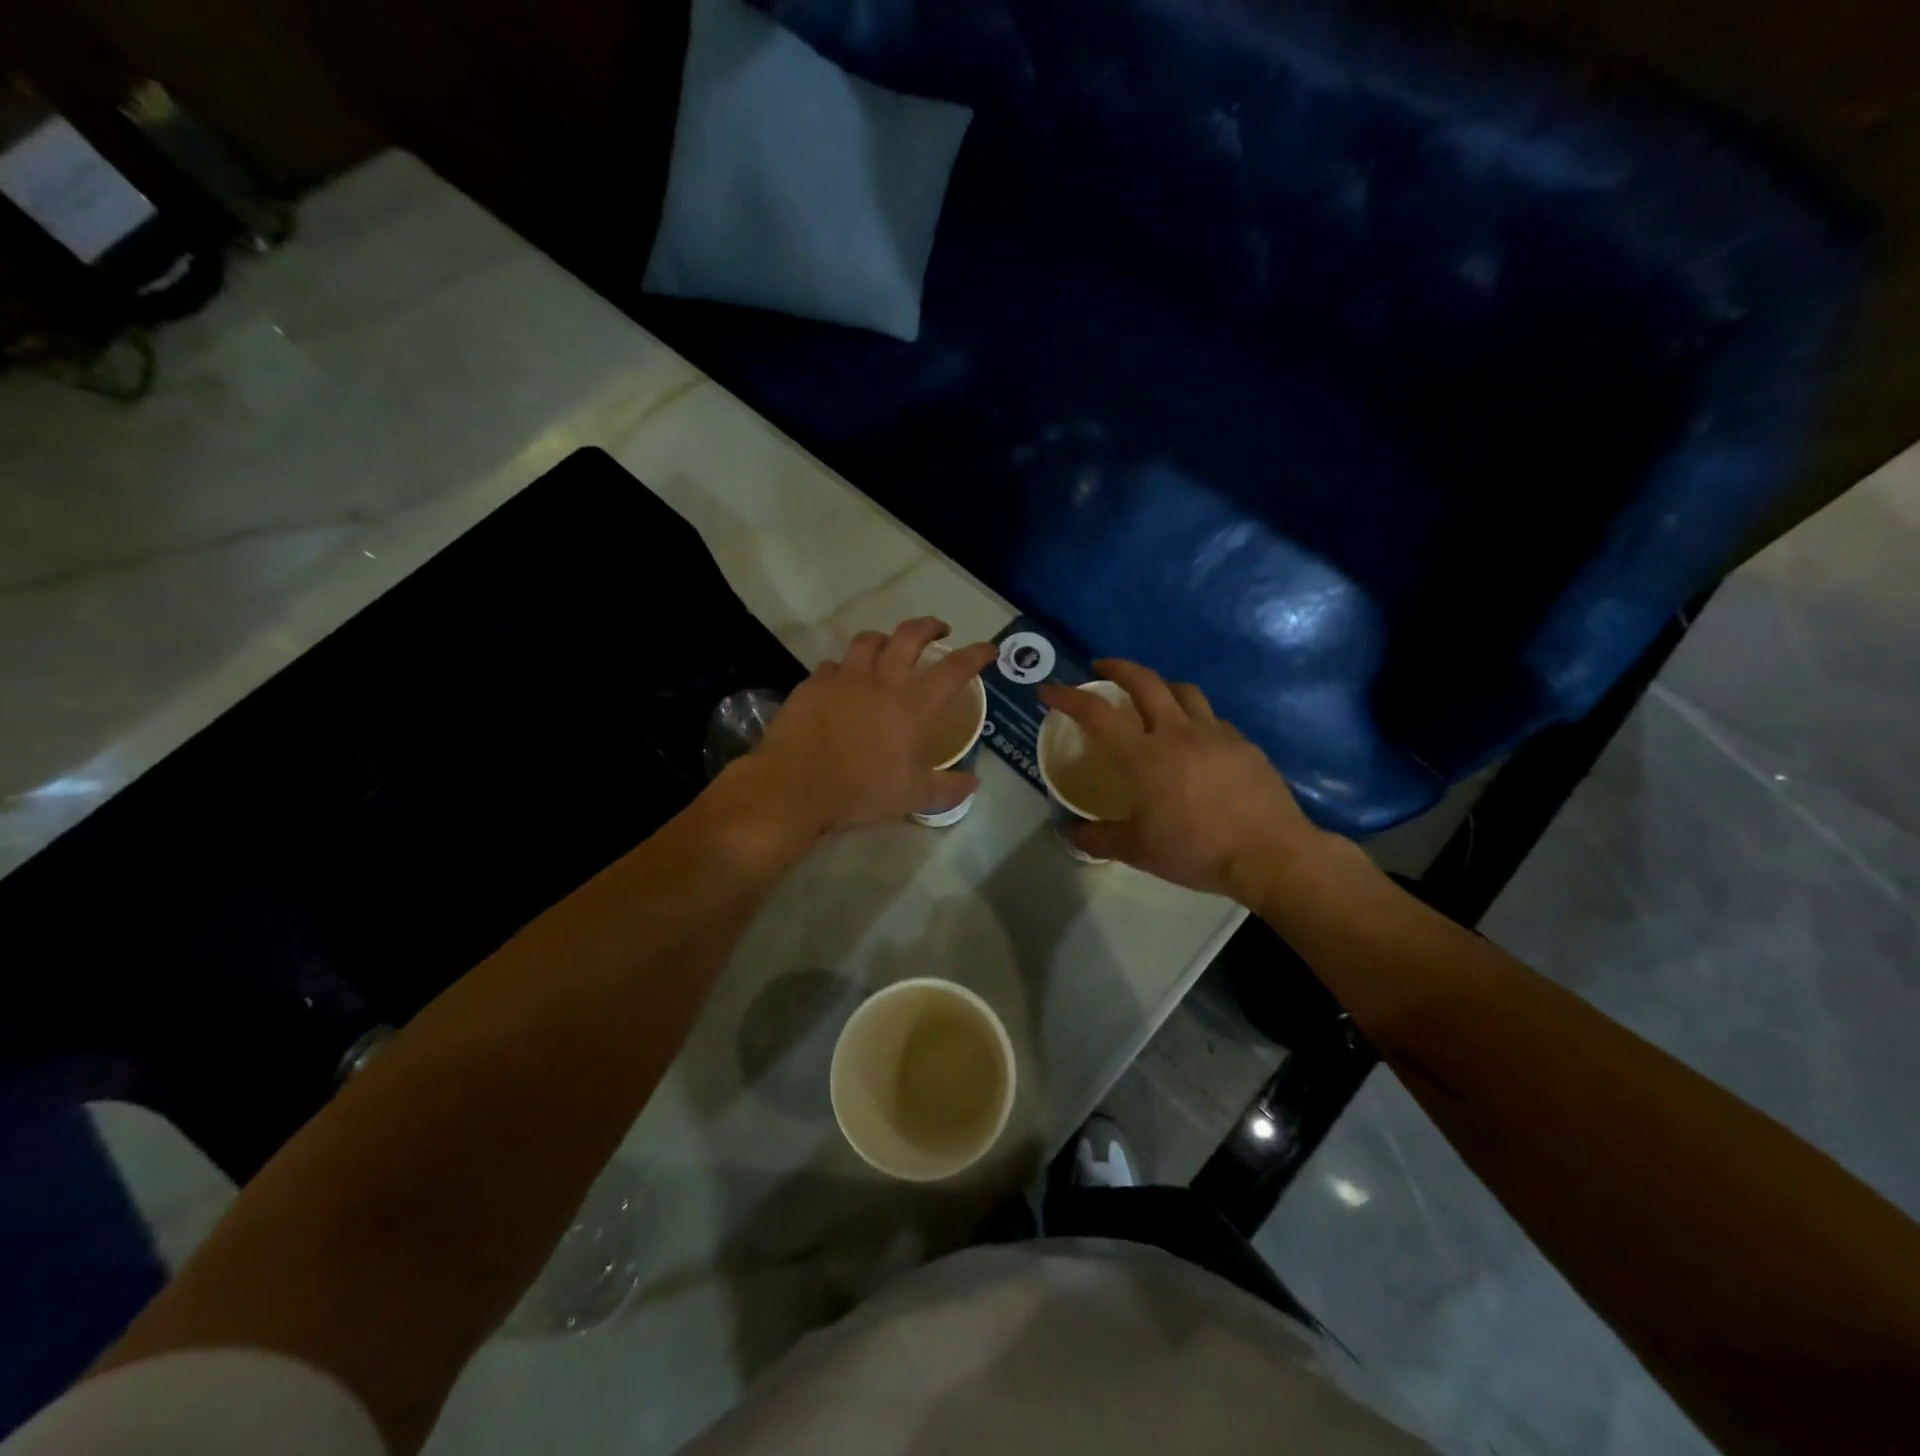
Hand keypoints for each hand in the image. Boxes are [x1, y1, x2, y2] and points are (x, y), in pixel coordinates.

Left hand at [735, 618, 996, 841]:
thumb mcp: (913, 797)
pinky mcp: (813, 684)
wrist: (796, 786)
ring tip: (889, 649)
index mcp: (911, 705)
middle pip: (909, 636)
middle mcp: (881, 681)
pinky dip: (845, 669)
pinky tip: (843, 682)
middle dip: (929, 626)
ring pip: (868, 641)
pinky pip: (833, 665)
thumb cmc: (862, 790)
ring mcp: (844, 678)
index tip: (988, 649)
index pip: (953, 669)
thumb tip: (975, 783)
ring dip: (884, 639)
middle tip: (939, 630)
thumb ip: (948, 788)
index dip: (975, 654)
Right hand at [1037, 660, 1328, 901]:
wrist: (1270, 853)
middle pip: (1144, 681)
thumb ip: (1098, 838)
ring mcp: (1214, 733)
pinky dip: (1193, 716)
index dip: (1068, 696)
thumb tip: (1069, 832)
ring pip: (1183, 690)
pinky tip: (1194, 737)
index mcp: (1143, 755)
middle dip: (1117, 667)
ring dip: (1159, 685)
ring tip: (1150, 695)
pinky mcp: (1243, 743)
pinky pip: (1212, 718)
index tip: (1048, 690)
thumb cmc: (1196, 850)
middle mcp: (1176, 732)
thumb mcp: (1138, 851)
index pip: (1096, 713)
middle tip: (1101, 668)